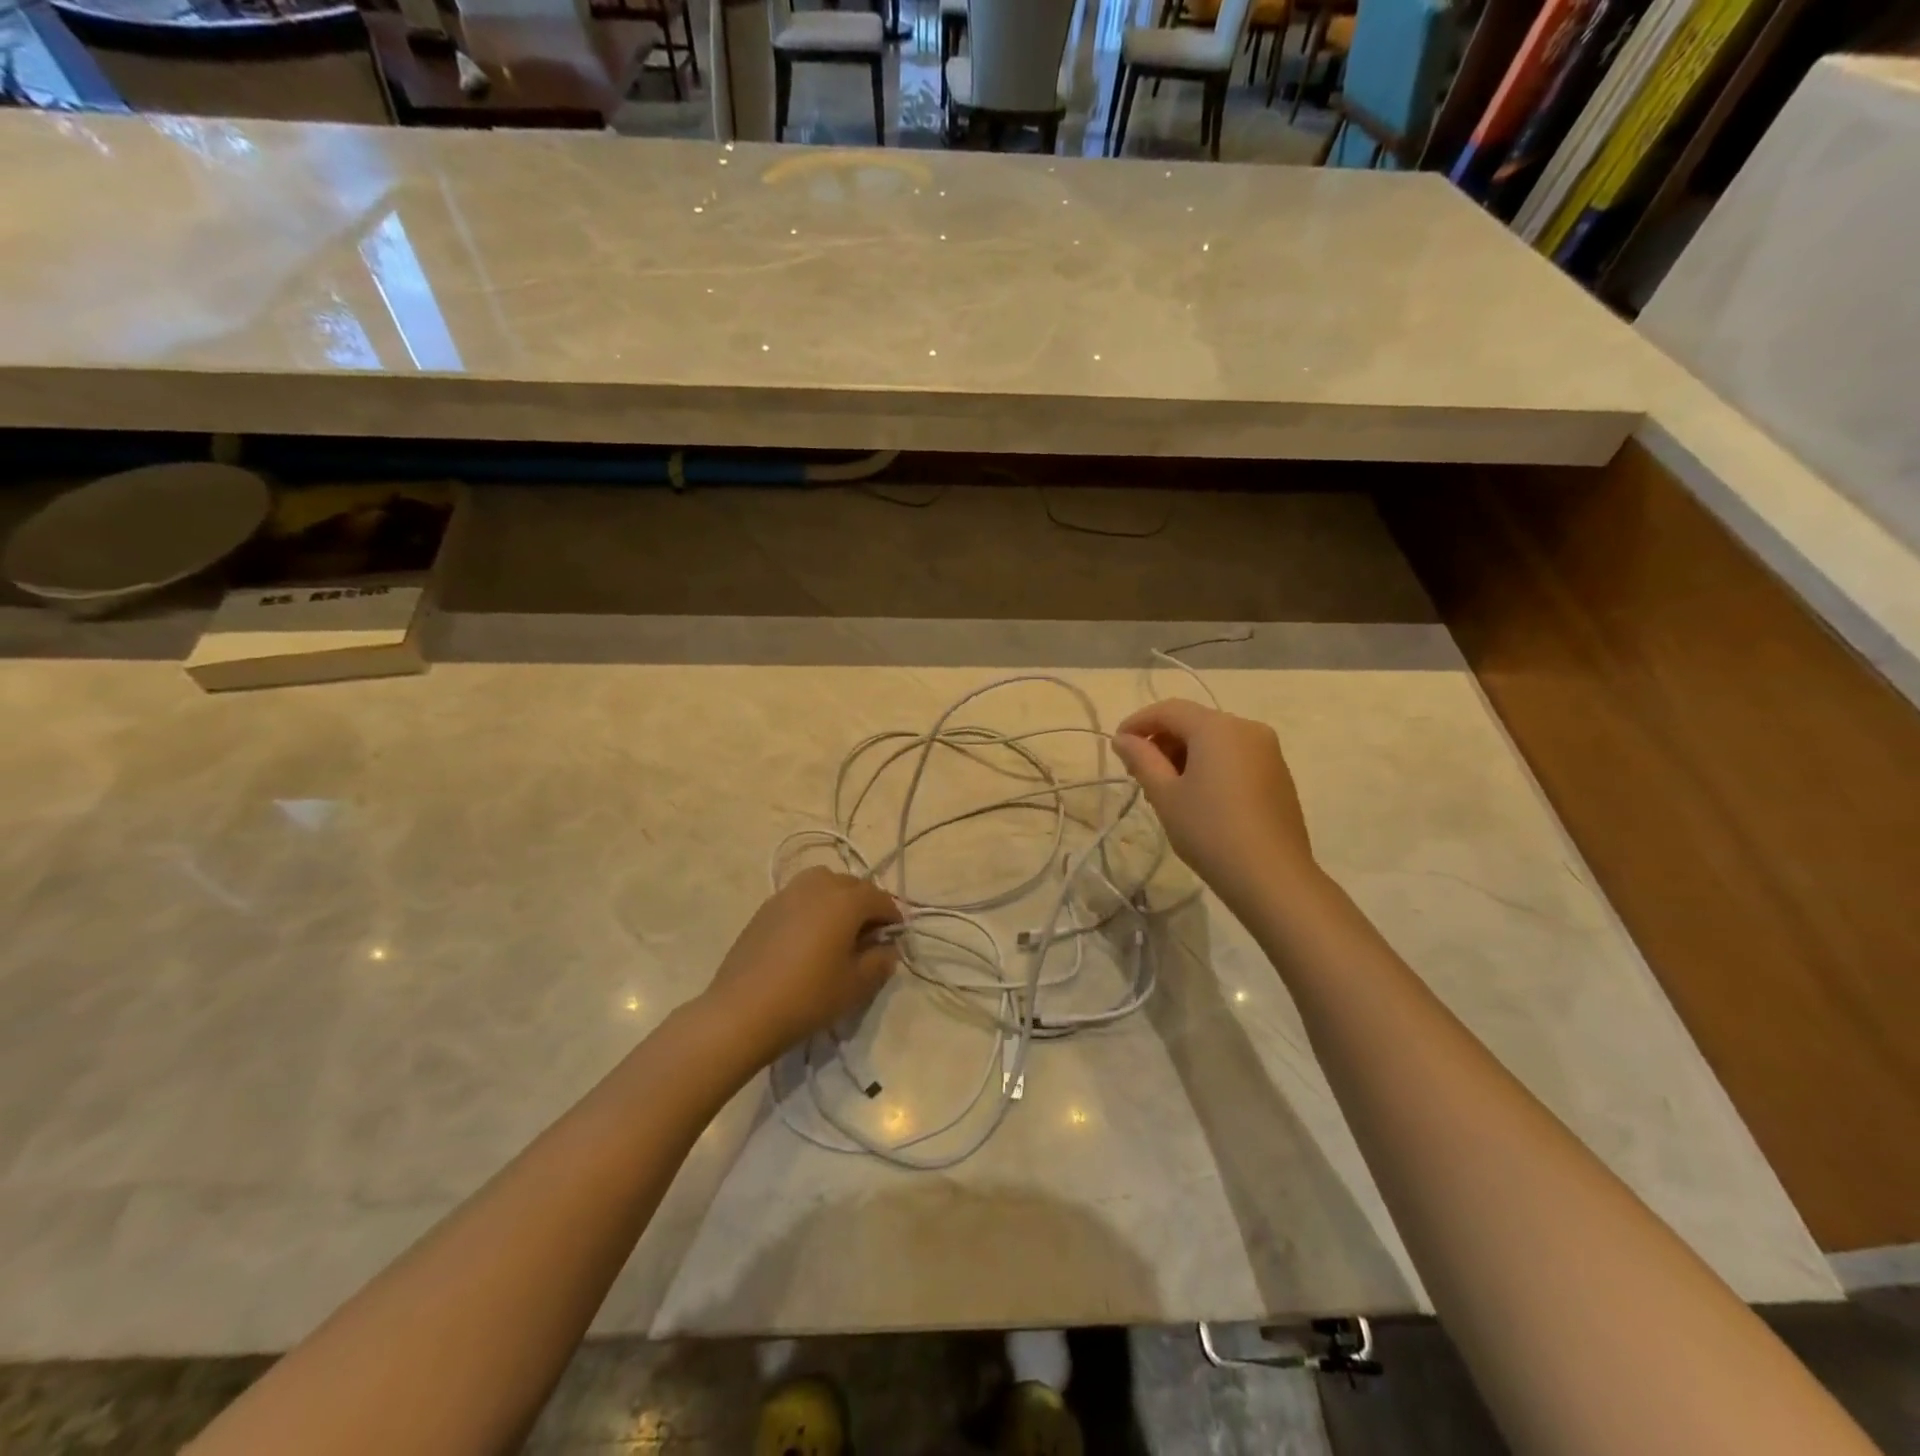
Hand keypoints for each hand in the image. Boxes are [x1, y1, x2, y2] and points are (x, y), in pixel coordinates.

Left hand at [700, 867, 901, 1068]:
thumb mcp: (856, 985)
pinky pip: (799, 896)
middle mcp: (818, 886)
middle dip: (866, 904)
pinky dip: (812, 906)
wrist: (742, 1011)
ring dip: (837, 898)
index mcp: (846, 900)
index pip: (880, 898)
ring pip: (823, 883)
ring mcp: (787, 894)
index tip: (896, 937)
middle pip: (852, 884)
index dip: (893, 916)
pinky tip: (808, 936)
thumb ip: (880, 962)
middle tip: (869, 935)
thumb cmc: (808, 996)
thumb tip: (888, 949)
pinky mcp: (765, 908)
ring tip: (838, 929)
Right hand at [1113, 699, 1319, 910]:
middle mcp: (1247, 728)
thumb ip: (1142, 759)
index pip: (1169, 710)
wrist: (1272, 876)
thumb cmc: (1209, 831)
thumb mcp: (1165, 794)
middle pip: (1194, 722)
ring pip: (1215, 740)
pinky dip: (1210, 765)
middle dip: (1162, 741)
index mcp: (1217, 727)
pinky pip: (1235, 756)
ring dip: (1185, 755)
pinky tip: (1198, 797)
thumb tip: (1123, 739)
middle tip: (1139, 774)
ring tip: (1166, 790)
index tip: (1117, 746)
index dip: (1138, 723)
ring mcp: (1268, 751)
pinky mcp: (1278, 774)